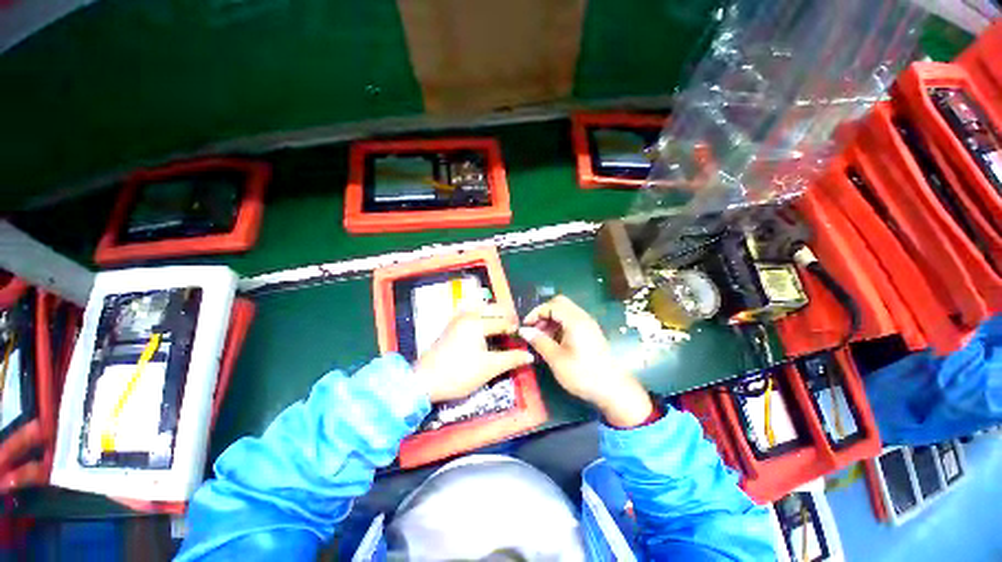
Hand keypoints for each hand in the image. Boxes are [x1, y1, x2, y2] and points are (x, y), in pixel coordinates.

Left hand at [413, 303, 534, 402]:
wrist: (424, 381)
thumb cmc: (459, 374)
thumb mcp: (489, 368)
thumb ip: (511, 359)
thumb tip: (530, 355)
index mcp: (478, 322)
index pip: (503, 321)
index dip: (515, 328)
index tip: (525, 336)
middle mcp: (468, 315)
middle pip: (493, 308)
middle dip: (507, 316)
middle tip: (515, 329)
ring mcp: (457, 318)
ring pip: (481, 307)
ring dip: (494, 312)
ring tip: (503, 325)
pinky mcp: (451, 324)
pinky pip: (471, 311)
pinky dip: (481, 313)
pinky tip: (485, 323)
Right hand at [520, 296, 652, 427]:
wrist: (613, 390)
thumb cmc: (582, 374)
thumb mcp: (556, 358)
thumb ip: (538, 341)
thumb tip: (523, 330)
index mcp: (575, 320)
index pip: (551, 305)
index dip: (535, 313)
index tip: (525, 327)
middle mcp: (583, 317)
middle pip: (559, 304)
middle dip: (543, 314)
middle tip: (534, 330)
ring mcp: (589, 324)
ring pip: (565, 312)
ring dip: (551, 320)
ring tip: (541, 338)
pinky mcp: (591, 333)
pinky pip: (572, 321)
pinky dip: (560, 326)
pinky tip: (554, 342)